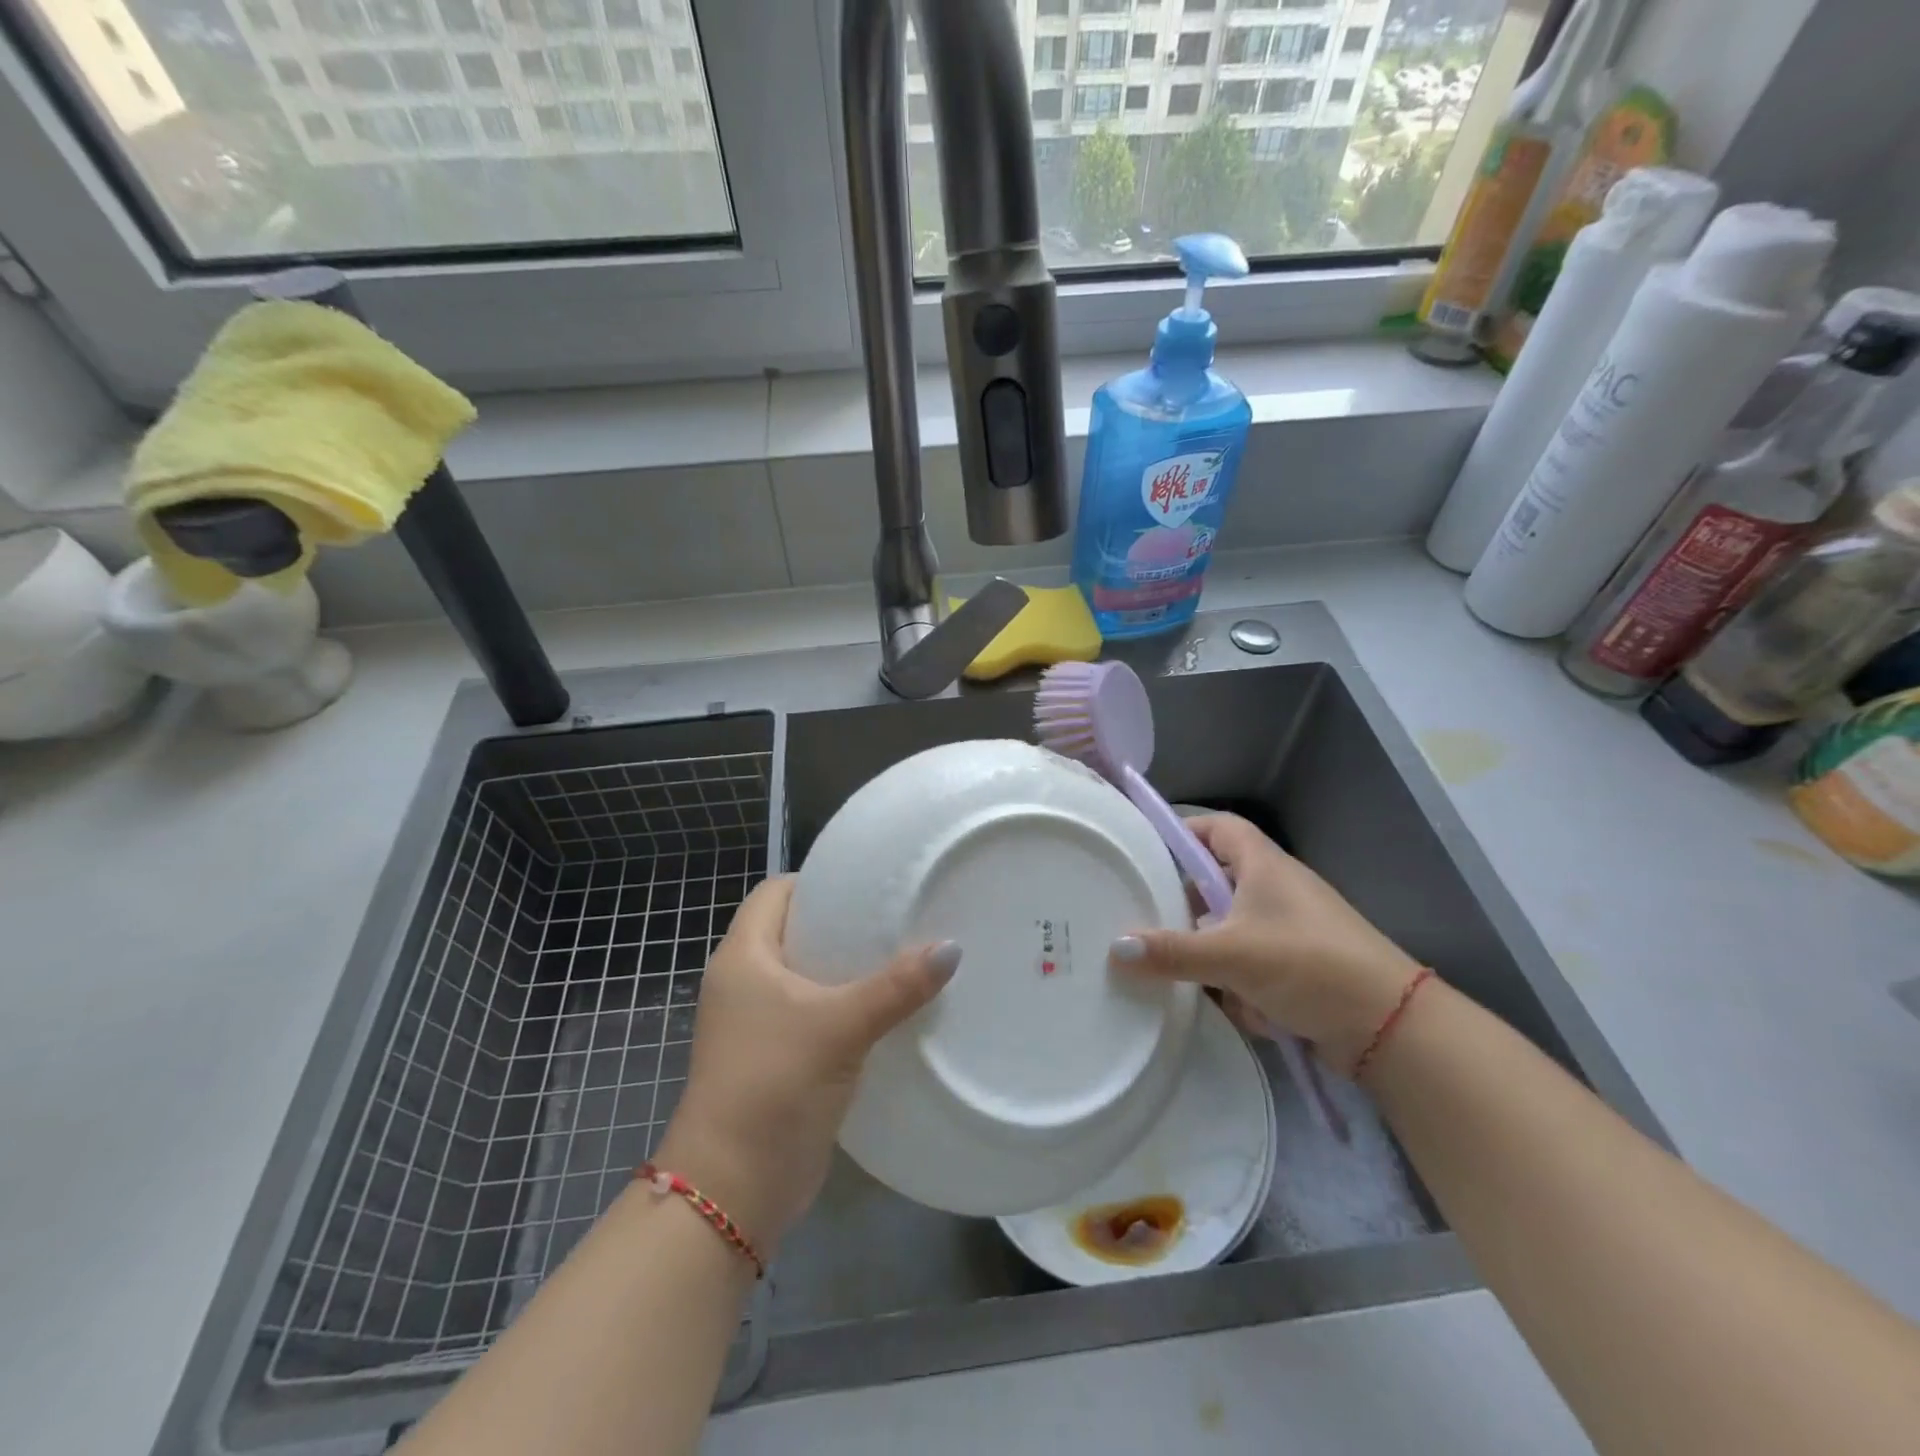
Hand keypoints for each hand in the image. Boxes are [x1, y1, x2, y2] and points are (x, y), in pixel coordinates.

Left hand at [653, 876, 958, 1255]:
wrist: (733, 1189)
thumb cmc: (774, 1084)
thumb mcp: (839, 1027)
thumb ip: (897, 986)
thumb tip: (952, 948)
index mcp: (743, 956)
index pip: (776, 892)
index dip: (817, 881)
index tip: (869, 884)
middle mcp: (744, 981)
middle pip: (795, 931)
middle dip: (842, 923)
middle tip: (898, 917)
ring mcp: (757, 1022)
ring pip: (807, 975)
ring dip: (847, 968)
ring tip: (903, 955)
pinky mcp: (775, 1056)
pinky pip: (814, 1013)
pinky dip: (845, 1005)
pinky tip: (888, 1008)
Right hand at [1110, 814, 1422, 1069]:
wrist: (1390, 1027)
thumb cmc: (1308, 964)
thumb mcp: (1232, 954)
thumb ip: (1172, 951)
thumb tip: (1115, 948)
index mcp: (1263, 867)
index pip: (1218, 827)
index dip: (1184, 830)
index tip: (1147, 850)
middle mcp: (1275, 891)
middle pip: (1216, 884)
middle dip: (1187, 910)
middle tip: (1148, 921)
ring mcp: (1288, 932)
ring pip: (1229, 933)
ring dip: (1211, 957)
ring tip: (1182, 977)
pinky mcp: (1296, 969)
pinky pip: (1250, 968)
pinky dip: (1239, 987)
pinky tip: (1238, 1010)